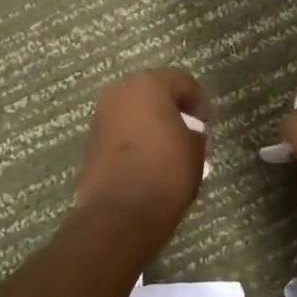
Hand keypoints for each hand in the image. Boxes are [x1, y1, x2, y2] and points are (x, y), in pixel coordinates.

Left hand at [73, 69, 206, 232]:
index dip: (198, 101)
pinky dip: (134, 137)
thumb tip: (186, 132)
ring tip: (167, 145)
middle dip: (170, 107)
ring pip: (133, 109)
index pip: (182, 82)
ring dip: (150, 121)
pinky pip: (120, 129)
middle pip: (153, 91)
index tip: (206, 123)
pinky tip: (147, 157)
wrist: (120, 214)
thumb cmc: (166, 174)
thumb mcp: (196, 151)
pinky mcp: (91, 140)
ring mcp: (101, 115)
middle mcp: (120, 92)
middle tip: (187, 129)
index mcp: (150, 85)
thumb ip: (194, 132)